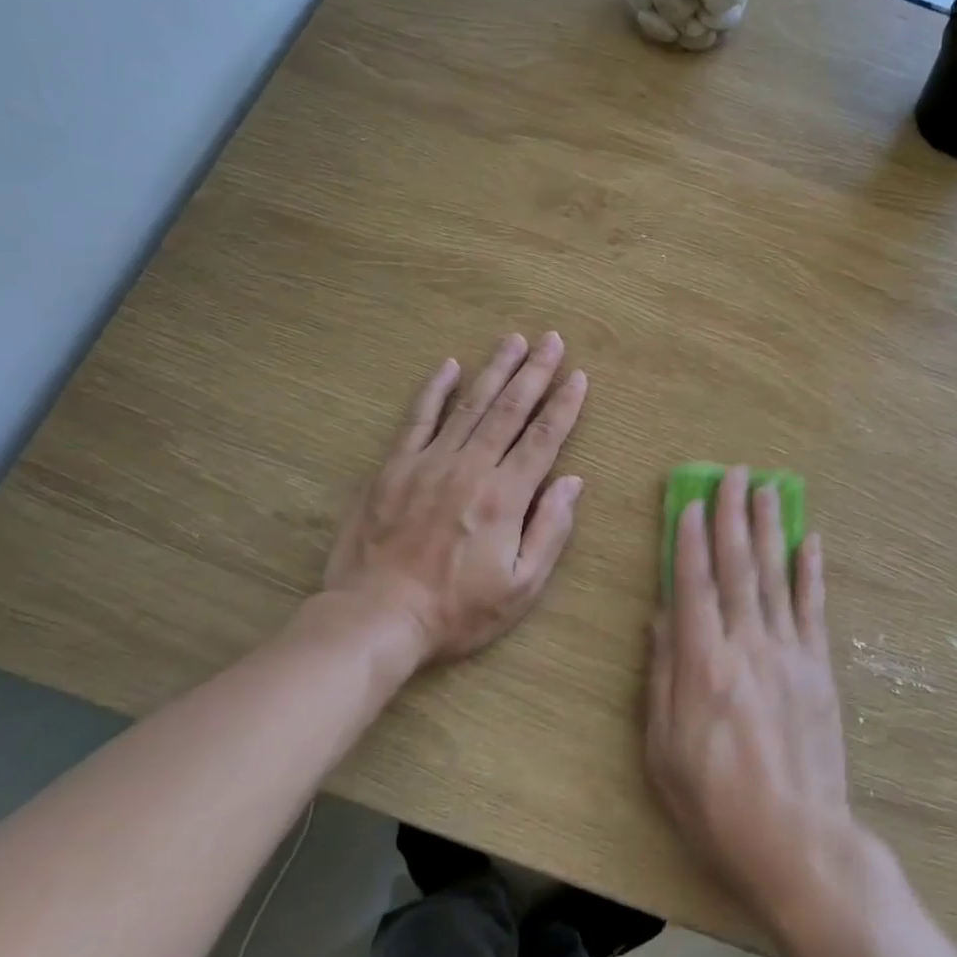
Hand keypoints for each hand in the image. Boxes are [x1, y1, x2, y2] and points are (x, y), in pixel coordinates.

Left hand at [315, 332, 587, 667]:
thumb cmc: (456, 610)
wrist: (377, 617)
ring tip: (514, 340)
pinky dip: (434, 390)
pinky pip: (417, 419)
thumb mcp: (520, 587)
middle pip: (510, 410)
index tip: (579, 376)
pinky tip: (449, 366)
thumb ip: (550, 530)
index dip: (564, 405)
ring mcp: (429, 463)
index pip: (543, 439)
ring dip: (495, 370)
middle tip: (552, 339)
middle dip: (535, 372)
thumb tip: (572, 482)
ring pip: (470, 405)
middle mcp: (470, 468)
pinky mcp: (394, 467)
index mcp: (505, 496)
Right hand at [646, 467, 860, 931]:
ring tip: (767, 489)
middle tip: (733, 474)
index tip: (690, 502)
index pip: (694, 584)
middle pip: (737, 567)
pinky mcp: (818, 667)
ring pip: (775, 575)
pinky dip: (810, 571)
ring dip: (769, 528)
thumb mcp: (663, 750)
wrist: (797, 841)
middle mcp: (747, 644)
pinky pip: (813, 607)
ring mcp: (788, 652)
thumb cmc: (716, 802)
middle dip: (732, 516)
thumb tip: (661, 618)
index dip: (689, 540)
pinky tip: (809, 540)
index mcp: (702, 664)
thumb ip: (661, 676)